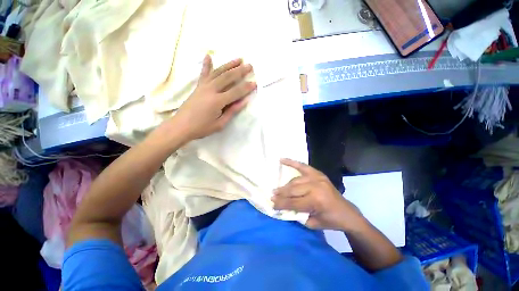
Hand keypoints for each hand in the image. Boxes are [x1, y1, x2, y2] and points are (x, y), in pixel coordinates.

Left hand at [172, 55, 256, 141]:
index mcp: (217, 101)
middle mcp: (211, 90)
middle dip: (240, 71)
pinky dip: (206, 64)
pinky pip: (204, 73)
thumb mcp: (220, 124)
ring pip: (218, 72)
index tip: (255, 83)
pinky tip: (208, 55)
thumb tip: (244, 101)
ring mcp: (203, 86)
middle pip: (228, 77)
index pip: (236, 92)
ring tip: (239, 59)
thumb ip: (232, 111)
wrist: (181, 126)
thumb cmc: (202, 128)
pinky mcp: (198, 86)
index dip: (246, 88)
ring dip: (229, 65)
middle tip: (250, 66)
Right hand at [272, 159, 364, 230]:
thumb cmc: (331, 220)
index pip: (293, 202)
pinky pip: (302, 166)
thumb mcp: (312, 223)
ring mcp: (317, 177)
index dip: (281, 204)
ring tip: (277, 189)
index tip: (272, 204)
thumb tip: (282, 207)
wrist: (347, 212)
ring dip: (285, 185)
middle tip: (272, 196)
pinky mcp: (318, 173)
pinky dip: (292, 162)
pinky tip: (282, 160)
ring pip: (295, 180)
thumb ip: (297, 214)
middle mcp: (316, 186)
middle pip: (293, 190)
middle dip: (281, 194)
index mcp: (316, 200)